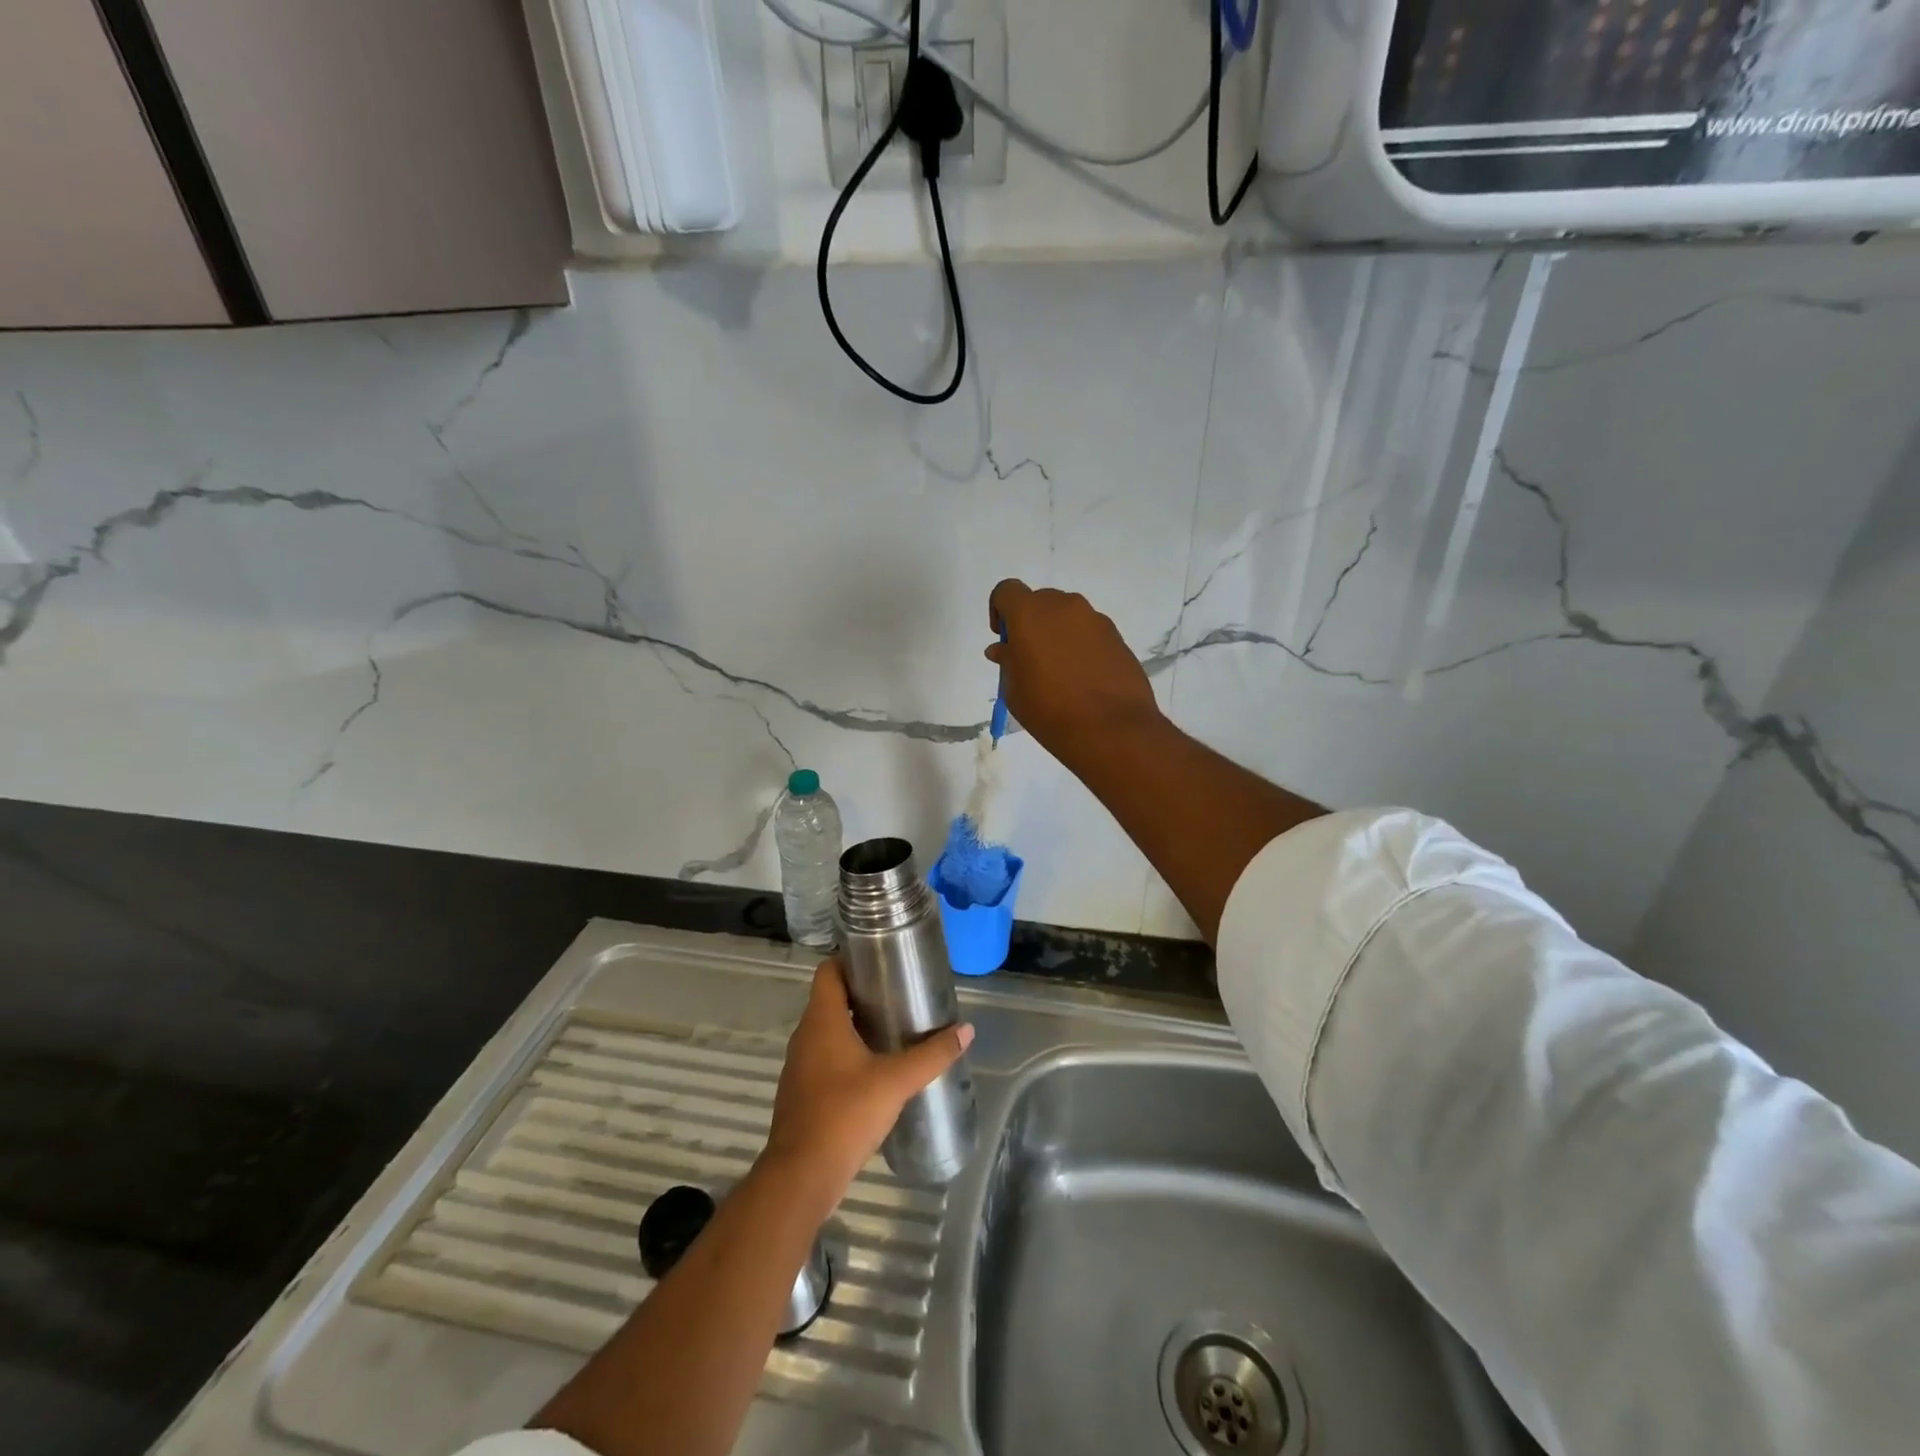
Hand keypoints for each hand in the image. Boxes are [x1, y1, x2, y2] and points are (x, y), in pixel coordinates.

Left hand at [762, 961, 973, 1201]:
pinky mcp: (802, 1091)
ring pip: (828, 1029)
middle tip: (899, 993)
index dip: (851, 959)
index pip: (828, 971)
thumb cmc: (845, 1114)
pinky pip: (825, 1056)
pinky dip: (847, 1052)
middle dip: (862, 993)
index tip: (882, 960)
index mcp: (822, 1020)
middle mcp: (806, 1035)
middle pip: (831, 998)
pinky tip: (875, 1068)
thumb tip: (966, 1030)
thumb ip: (932, 1055)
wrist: (802, 1176)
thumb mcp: (896, 1081)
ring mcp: (800, 1065)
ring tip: (892, 1027)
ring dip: (855, 1024)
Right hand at [987, 579, 1161, 767]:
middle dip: (1031, 623)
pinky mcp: (1117, 637)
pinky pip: (1090, 632)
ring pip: (1067, 616)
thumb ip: (1007, 662)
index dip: (999, 611)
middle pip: (1040, 602)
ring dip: (1058, 634)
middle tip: (1031, 659)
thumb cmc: (1050, 710)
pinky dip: (1081, 646)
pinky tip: (1083, 679)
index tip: (1005, 640)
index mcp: (1031, 614)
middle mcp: (1064, 606)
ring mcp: (1095, 620)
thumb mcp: (1015, 690)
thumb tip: (1003, 649)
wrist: (1111, 728)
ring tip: (1060, 672)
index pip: (1007, 591)